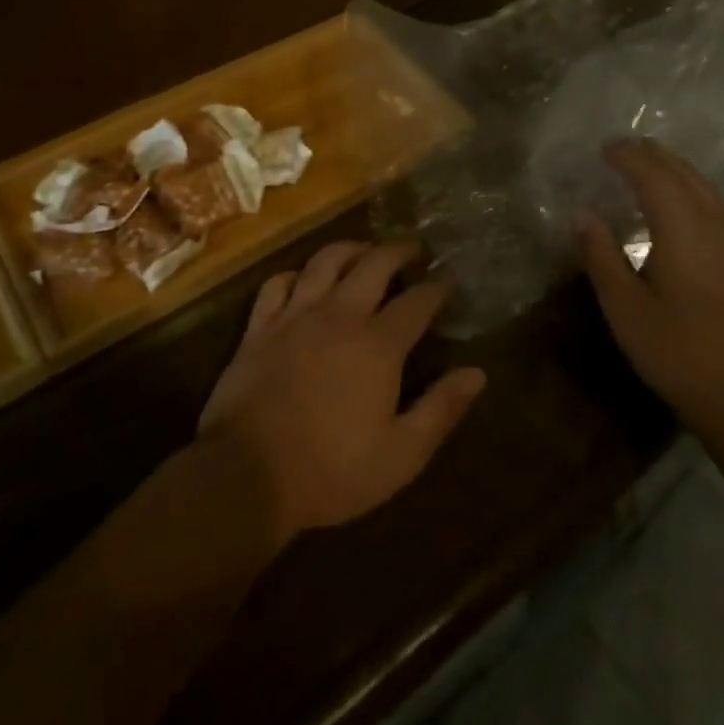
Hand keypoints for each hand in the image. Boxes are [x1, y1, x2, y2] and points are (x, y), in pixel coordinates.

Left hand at [198, 241, 486, 541]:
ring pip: (325, 262)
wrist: (247, 475)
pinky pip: (277, 283)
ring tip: (364, 250)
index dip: (437, 287)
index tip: (448, 280)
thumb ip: (441, 409)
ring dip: (350, 249)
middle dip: (399, 251)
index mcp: (378, 344)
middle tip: (413, 249)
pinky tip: (303, 279)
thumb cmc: (331, 471)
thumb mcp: (401, 455)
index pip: (417, 301)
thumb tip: (476, 373)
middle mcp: (339, 315)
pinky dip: (295, 274)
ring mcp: (295, 316)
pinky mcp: (259, 327)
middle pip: (374, 264)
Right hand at [575, 139, 723, 426]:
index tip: (603, 148)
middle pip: (684, 174)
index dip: (628, 157)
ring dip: (674, 170)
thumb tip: (582, 213)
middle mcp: (716, 223)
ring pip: (705, 187)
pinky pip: (717, 204)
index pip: (653, 176)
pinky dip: (692, 190)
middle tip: (623, 148)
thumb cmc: (677, 352)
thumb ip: (601, 255)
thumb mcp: (625, 307)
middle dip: (653, 155)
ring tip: (648, 165)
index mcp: (683, 230)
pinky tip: (681, 204)